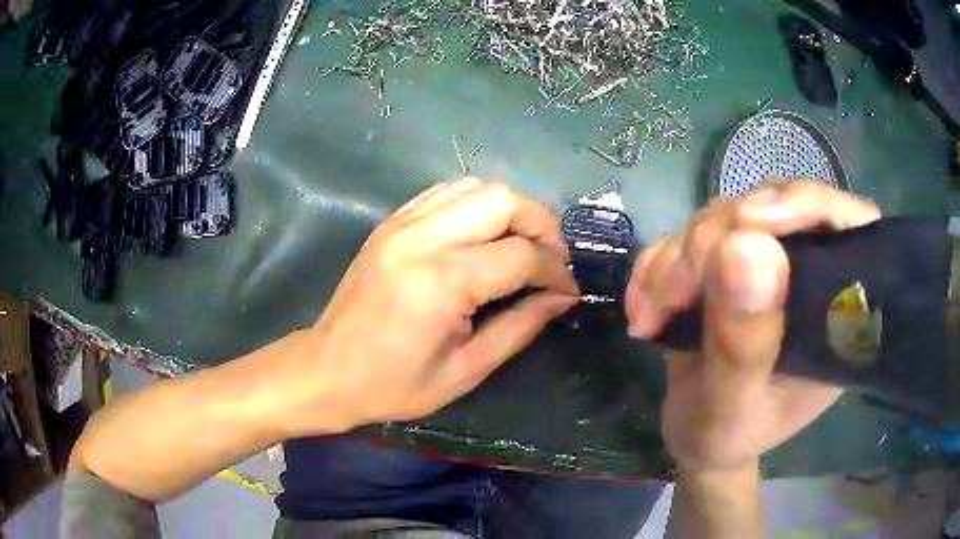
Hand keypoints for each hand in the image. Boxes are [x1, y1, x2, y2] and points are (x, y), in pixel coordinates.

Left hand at [280, 178, 578, 434]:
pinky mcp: (390, 223)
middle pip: (502, 200)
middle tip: (550, 259)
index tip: (567, 290)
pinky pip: (444, 192)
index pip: (520, 255)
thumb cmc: (393, 384)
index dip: (555, 271)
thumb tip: (560, 297)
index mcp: (441, 282)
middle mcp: (421, 238)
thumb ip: (520, 327)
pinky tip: (483, 235)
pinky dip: (475, 205)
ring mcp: (401, 224)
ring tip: (520, 246)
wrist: (326, 370)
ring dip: (510, 211)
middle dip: (541, 225)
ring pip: (475, 187)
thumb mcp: (465, 370)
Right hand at [625, 181, 880, 471]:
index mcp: (839, 311)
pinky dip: (662, 260)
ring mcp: (771, 258)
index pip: (848, 226)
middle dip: (714, 241)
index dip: (806, 205)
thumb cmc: (726, 437)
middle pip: (775, 209)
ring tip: (651, 312)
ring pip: (728, 215)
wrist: (695, 434)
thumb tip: (745, 248)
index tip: (748, 221)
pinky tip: (646, 304)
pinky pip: (695, 230)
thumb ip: (742, 345)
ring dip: (679, 255)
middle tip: (672, 294)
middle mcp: (813, 272)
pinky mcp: (734, 256)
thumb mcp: (731, 411)